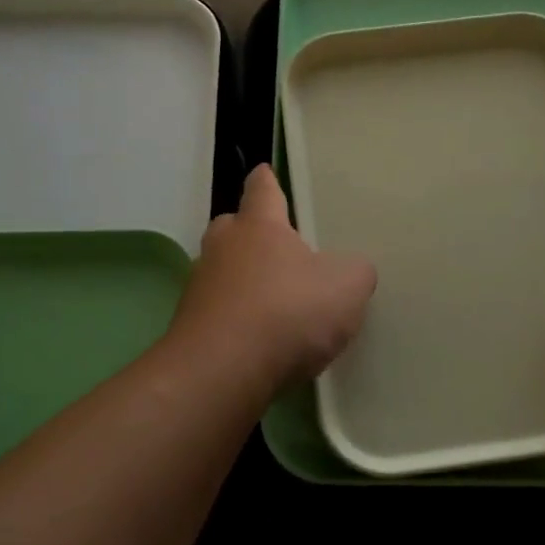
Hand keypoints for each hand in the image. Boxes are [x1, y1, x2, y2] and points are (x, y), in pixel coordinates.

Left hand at [170, 165, 376, 384]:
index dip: (267, 181)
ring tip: (273, 302)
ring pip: (223, 272)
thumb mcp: (346, 287)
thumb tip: (353, 270)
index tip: (265, 173)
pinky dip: (235, 319)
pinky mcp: (189, 328)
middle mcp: (223, 248)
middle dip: (252, 233)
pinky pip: (218, 312)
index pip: (262, 189)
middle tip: (277, 247)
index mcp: (259, 226)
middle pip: (234, 228)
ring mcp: (200, 288)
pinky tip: (258, 341)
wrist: (221, 372)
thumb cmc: (287, 312)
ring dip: (243, 281)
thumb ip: (355, 272)